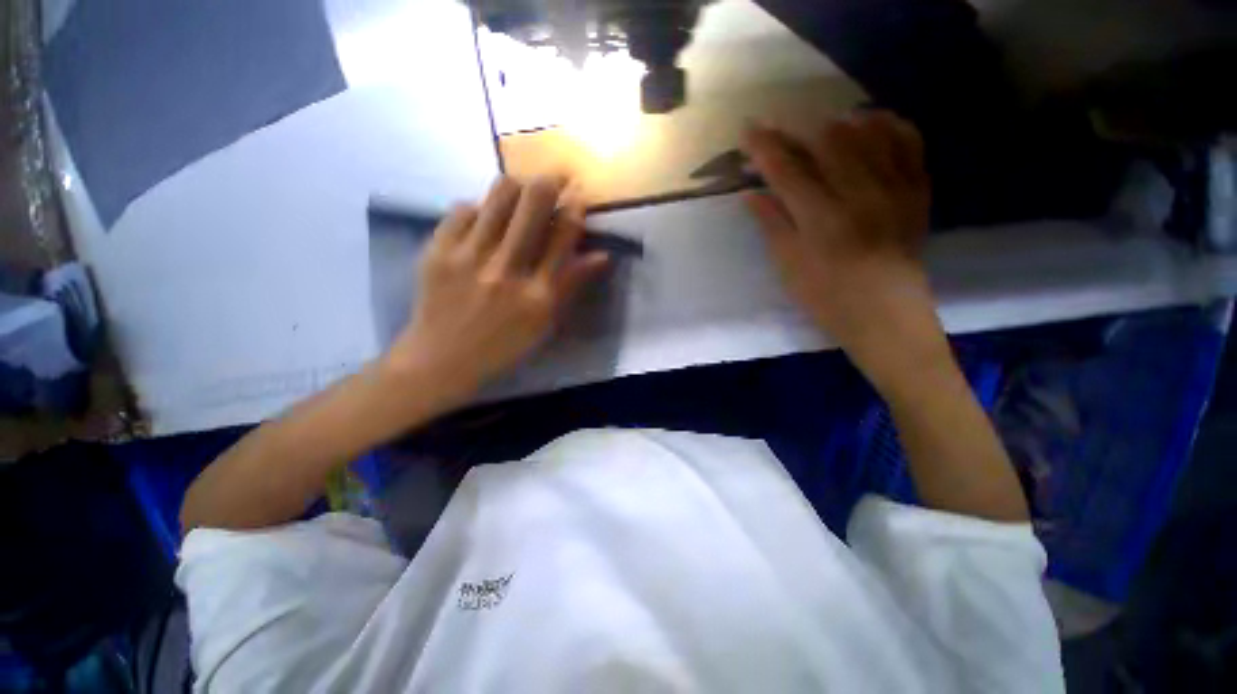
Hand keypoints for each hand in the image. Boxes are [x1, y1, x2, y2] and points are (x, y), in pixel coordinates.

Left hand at [385, 175, 608, 402]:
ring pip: (499, 194)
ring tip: (521, 194)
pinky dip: (480, 209)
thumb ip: (571, 285)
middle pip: (534, 202)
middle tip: (556, 177)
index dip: (575, 208)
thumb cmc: (503, 346)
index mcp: (537, 295)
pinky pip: (464, 208)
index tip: (578, 195)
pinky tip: (483, 222)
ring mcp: (468, 256)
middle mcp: (506, 270)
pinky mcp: (437, 249)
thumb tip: (602, 255)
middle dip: (551, 181)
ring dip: (518, 186)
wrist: (441, 359)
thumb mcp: (545, 323)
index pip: (564, 236)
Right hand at [743, 111, 940, 381]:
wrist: (887, 316)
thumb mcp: (789, 267)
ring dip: (838, 120)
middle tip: (781, 131)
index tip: (748, 129)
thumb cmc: (828, 299)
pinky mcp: (918, 190)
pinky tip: (869, 124)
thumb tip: (750, 193)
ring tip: (819, 127)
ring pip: (868, 131)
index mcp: (821, 219)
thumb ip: (771, 224)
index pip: (787, 170)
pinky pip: (908, 141)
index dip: (765, 146)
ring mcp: (895, 188)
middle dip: (798, 127)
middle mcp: (860, 194)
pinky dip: (887, 124)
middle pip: (827, 139)